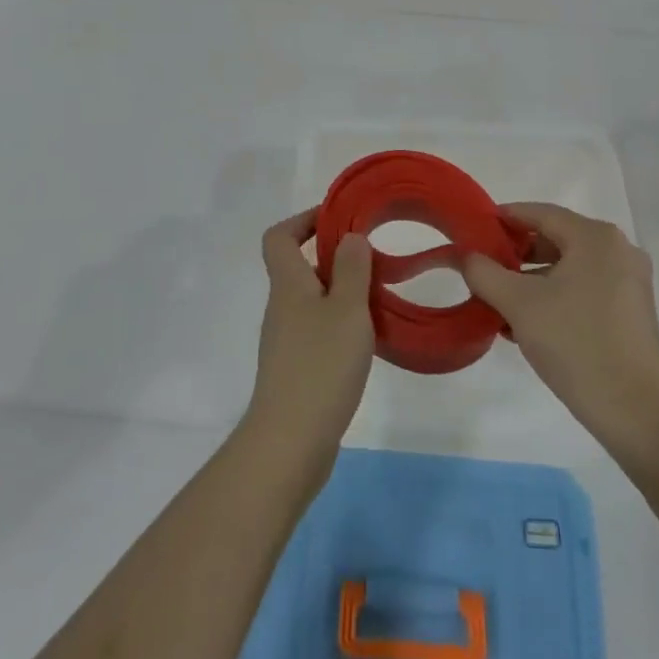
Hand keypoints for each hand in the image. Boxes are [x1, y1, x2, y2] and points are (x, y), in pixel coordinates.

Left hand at [247, 210, 374, 452]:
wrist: (291, 440)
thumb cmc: (321, 365)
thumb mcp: (348, 309)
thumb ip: (352, 269)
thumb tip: (349, 237)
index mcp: (288, 284)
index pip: (280, 236)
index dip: (304, 220)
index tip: (340, 219)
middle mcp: (281, 307)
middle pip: (299, 266)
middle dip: (334, 257)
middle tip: (373, 261)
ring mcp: (286, 339)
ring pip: (312, 300)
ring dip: (342, 292)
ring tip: (378, 299)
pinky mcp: (295, 368)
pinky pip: (317, 329)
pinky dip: (340, 323)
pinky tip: (367, 339)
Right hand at [462, 203, 658, 453]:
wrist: (635, 411)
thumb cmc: (575, 343)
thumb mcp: (518, 304)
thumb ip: (484, 272)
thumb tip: (466, 255)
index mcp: (596, 238)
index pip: (540, 213)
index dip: (503, 218)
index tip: (473, 230)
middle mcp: (618, 251)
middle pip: (555, 239)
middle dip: (515, 254)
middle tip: (481, 269)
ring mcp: (629, 283)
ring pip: (568, 269)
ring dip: (531, 281)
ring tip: (497, 302)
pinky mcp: (630, 313)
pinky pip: (583, 291)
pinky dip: (554, 298)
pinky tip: (525, 325)